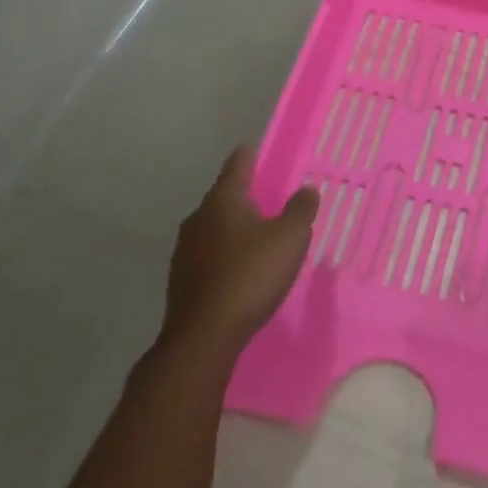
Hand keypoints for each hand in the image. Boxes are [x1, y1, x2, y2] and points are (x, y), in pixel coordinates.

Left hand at [158, 147, 318, 363]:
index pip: (237, 165)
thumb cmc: (250, 275)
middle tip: (266, 199)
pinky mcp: (181, 282)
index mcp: (223, 199)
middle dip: (243, 197)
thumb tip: (307, 189)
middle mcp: (199, 218)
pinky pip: (208, 257)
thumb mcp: (290, 238)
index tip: (254, 150)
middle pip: (223, 197)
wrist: (203, 337)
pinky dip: (224, 256)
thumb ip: (300, 209)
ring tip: (256, 236)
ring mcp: (185, 251)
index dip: (248, 156)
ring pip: (213, 228)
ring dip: (232, 230)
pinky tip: (239, 270)